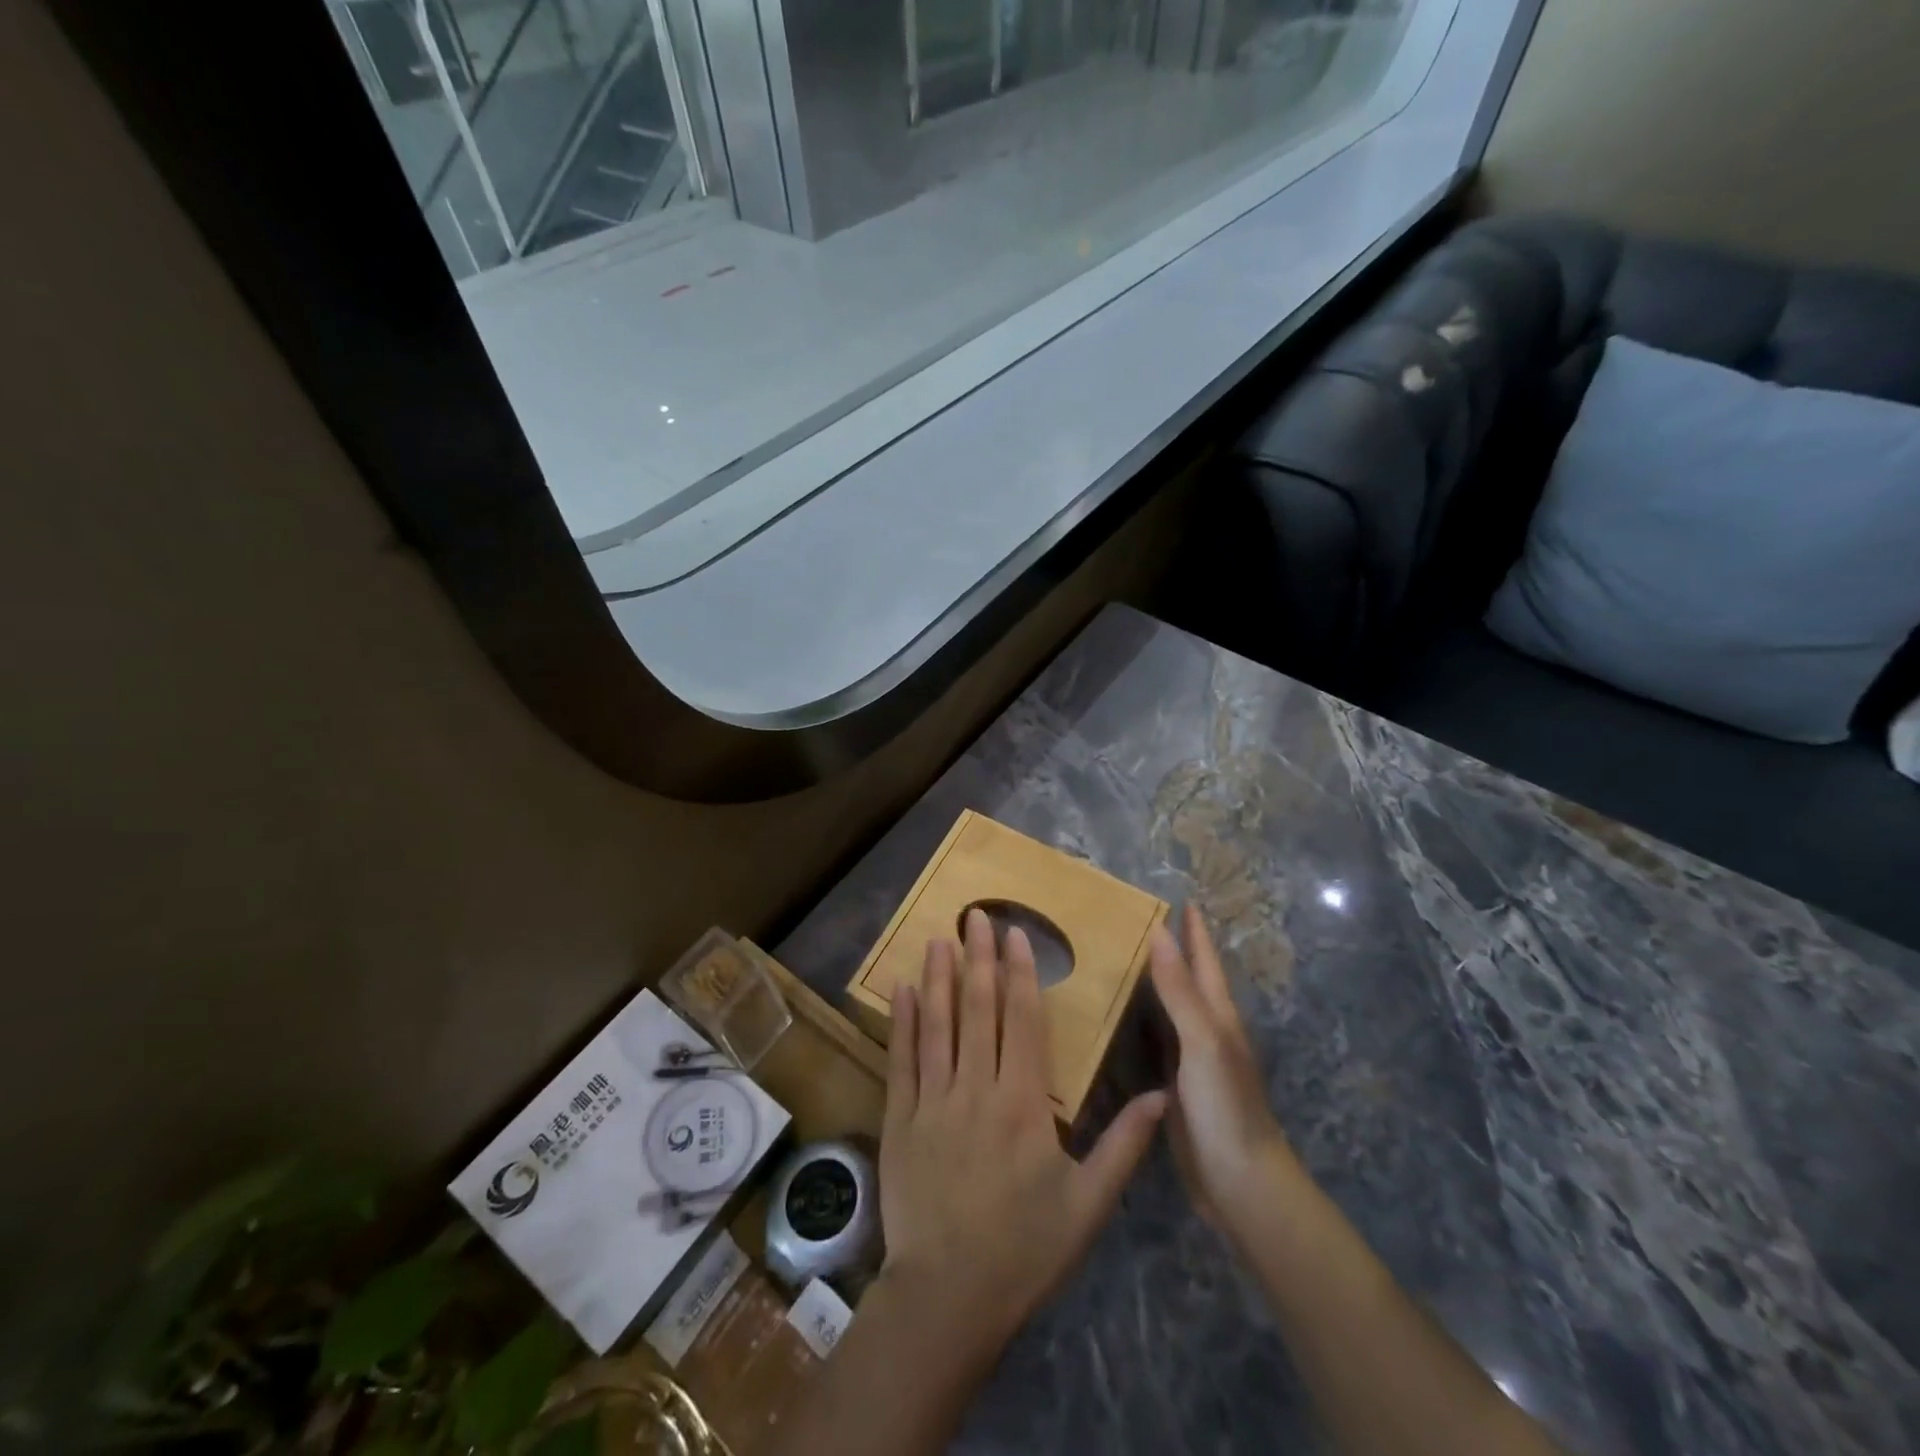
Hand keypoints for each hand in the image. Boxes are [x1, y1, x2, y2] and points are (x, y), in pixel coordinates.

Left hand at [877, 908, 1166, 1353]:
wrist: (947, 1297)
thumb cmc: (1024, 1250)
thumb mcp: (1087, 1205)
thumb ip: (1124, 1146)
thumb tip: (1161, 1095)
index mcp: (1023, 1104)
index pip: (1023, 1021)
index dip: (1020, 973)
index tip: (1016, 934)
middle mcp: (976, 1088)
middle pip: (978, 1009)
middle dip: (978, 957)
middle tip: (975, 914)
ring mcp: (932, 1100)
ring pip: (937, 1024)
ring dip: (940, 976)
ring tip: (941, 936)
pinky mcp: (900, 1119)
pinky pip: (902, 1059)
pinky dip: (903, 1021)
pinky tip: (904, 988)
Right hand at [1149, 904, 1303, 1229]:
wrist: (1240, 1184)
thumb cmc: (1226, 1108)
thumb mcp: (1203, 1042)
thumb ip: (1179, 990)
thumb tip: (1159, 932)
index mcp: (1218, 1016)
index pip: (1205, 961)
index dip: (1195, 931)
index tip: (1182, 898)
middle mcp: (1205, 1031)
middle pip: (1188, 980)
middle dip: (1171, 949)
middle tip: (1135, 921)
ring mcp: (1190, 1061)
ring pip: (1169, 1008)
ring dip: (1152, 983)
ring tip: (1120, 958)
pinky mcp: (1174, 1087)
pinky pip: (1153, 1040)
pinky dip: (1138, 1020)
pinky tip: (1116, 1018)